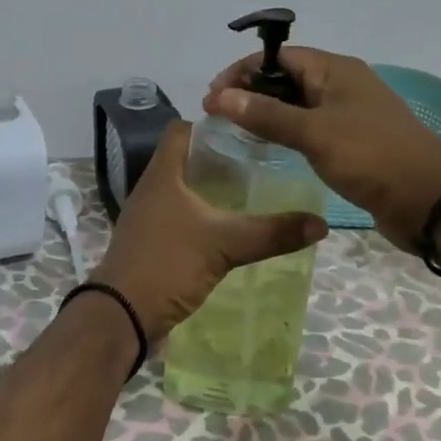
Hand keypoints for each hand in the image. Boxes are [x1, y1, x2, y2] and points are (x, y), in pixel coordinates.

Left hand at [87, 121, 326, 345]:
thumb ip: (271, 233)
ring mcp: (150, 216)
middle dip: (222, 158)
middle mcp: (153, 188)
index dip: (212, 124)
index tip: (247, 130)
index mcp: (163, 174)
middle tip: (261, 162)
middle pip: (188, 159)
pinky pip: (181, 216)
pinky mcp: (152, 242)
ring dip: (213, 189)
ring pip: (185, 189)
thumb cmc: (167, 264)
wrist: (121, 316)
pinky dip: (204, 216)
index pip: (183, 129)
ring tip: (253, 192)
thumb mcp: (224, 245)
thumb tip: (320, 223)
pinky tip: (231, 228)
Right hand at [206, 46, 440, 253]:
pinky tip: (268, 147)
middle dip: (251, 91)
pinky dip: (287, 131)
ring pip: (298, 104)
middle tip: (218, 114)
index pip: (278, 57)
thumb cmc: (371, 156)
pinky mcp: (353, 141)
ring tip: (235, 130)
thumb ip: (266, 114)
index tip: (213, 95)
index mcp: (335, 70)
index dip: (242, 71)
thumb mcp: (314, 133)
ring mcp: (349, 113)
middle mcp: (341, 84)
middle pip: (287, 78)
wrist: (430, 200)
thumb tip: (221, 96)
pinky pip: (311, 127)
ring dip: (267, 112)